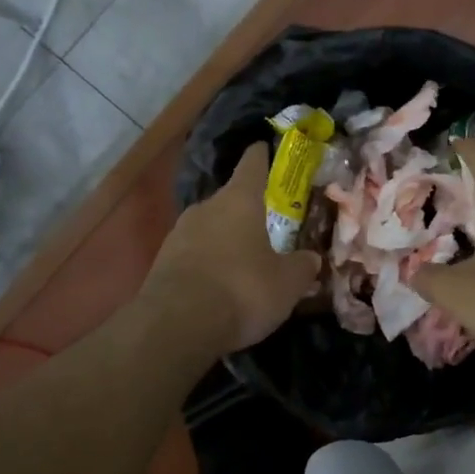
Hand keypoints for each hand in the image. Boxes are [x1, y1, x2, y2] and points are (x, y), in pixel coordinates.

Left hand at [142, 143, 322, 353]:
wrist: (176, 326)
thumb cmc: (242, 290)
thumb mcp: (287, 283)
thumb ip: (302, 266)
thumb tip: (312, 258)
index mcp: (239, 200)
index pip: (252, 165)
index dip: (261, 156)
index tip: (265, 147)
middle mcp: (206, 208)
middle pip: (229, 199)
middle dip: (246, 209)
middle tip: (266, 224)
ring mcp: (178, 233)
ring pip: (209, 226)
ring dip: (224, 238)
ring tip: (242, 259)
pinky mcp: (162, 262)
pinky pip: (192, 253)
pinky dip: (207, 262)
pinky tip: (218, 283)